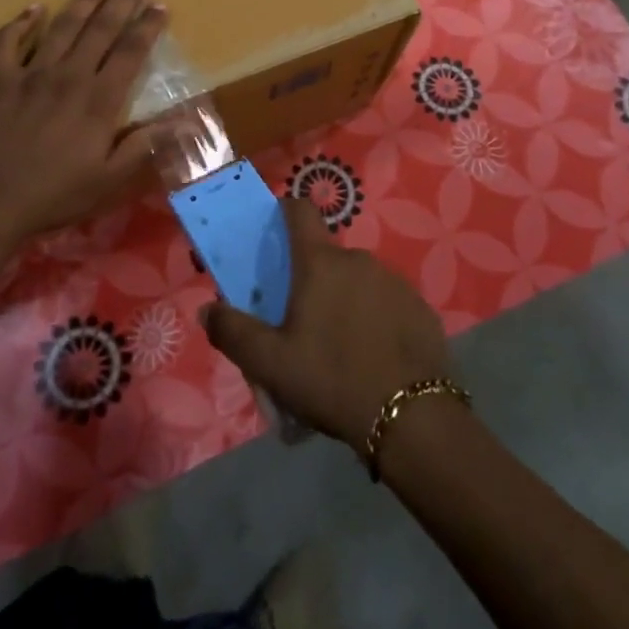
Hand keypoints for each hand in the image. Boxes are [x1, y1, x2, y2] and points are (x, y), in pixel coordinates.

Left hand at [0, 0, 168, 254]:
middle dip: (122, 2)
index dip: (148, 26)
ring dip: (84, 1)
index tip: (161, 6)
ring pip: (62, 26)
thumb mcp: (108, 180)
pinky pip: (8, 41)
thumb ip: (143, 145)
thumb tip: (184, 123)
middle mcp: (68, 76)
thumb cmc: (53, 196)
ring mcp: (29, 74)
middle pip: (101, 29)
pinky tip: (34, 8)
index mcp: (98, 100)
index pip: (131, 52)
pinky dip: (21, 22)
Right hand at [203, 199, 453, 455]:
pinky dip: (377, 318)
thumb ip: (233, 332)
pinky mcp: (421, 307)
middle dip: (312, 278)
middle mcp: (359, 259)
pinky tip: (374, 356)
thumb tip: (207, 309)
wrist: (412, 417)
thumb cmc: (332, 379)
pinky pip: (388, 302)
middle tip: (302, 321)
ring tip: (340, 346)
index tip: (274, 232)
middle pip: (327, 255)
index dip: (284, 212)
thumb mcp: (270, 364)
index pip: (299, 211)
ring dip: (346, 299)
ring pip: (359, 280)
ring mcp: (395, 281)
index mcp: (320, 263)